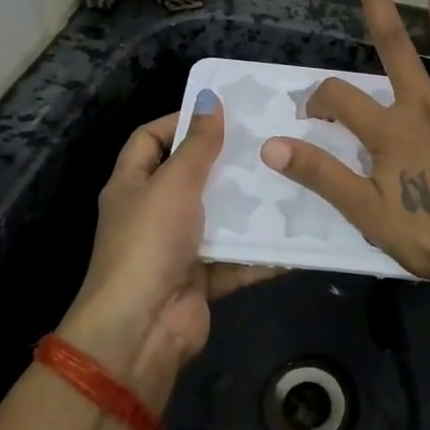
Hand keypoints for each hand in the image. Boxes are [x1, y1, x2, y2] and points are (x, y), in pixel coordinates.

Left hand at [60, 100, 276, 394]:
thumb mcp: (174, 183)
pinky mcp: (202, 278)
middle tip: (267, 142)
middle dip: (225, 162)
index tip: (221, 112)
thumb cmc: (150, 242)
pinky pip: (236, 259)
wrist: (141, 329)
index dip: (179, 121)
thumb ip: (197, 144)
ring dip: (248, 206)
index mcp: (132, 184)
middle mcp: (152, 213)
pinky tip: (296, 235)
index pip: (150, 139)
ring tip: (289, 180)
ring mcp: (177, 248)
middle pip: (190, 177)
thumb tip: (210, 100)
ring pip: (218, 218)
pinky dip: (261, 252)